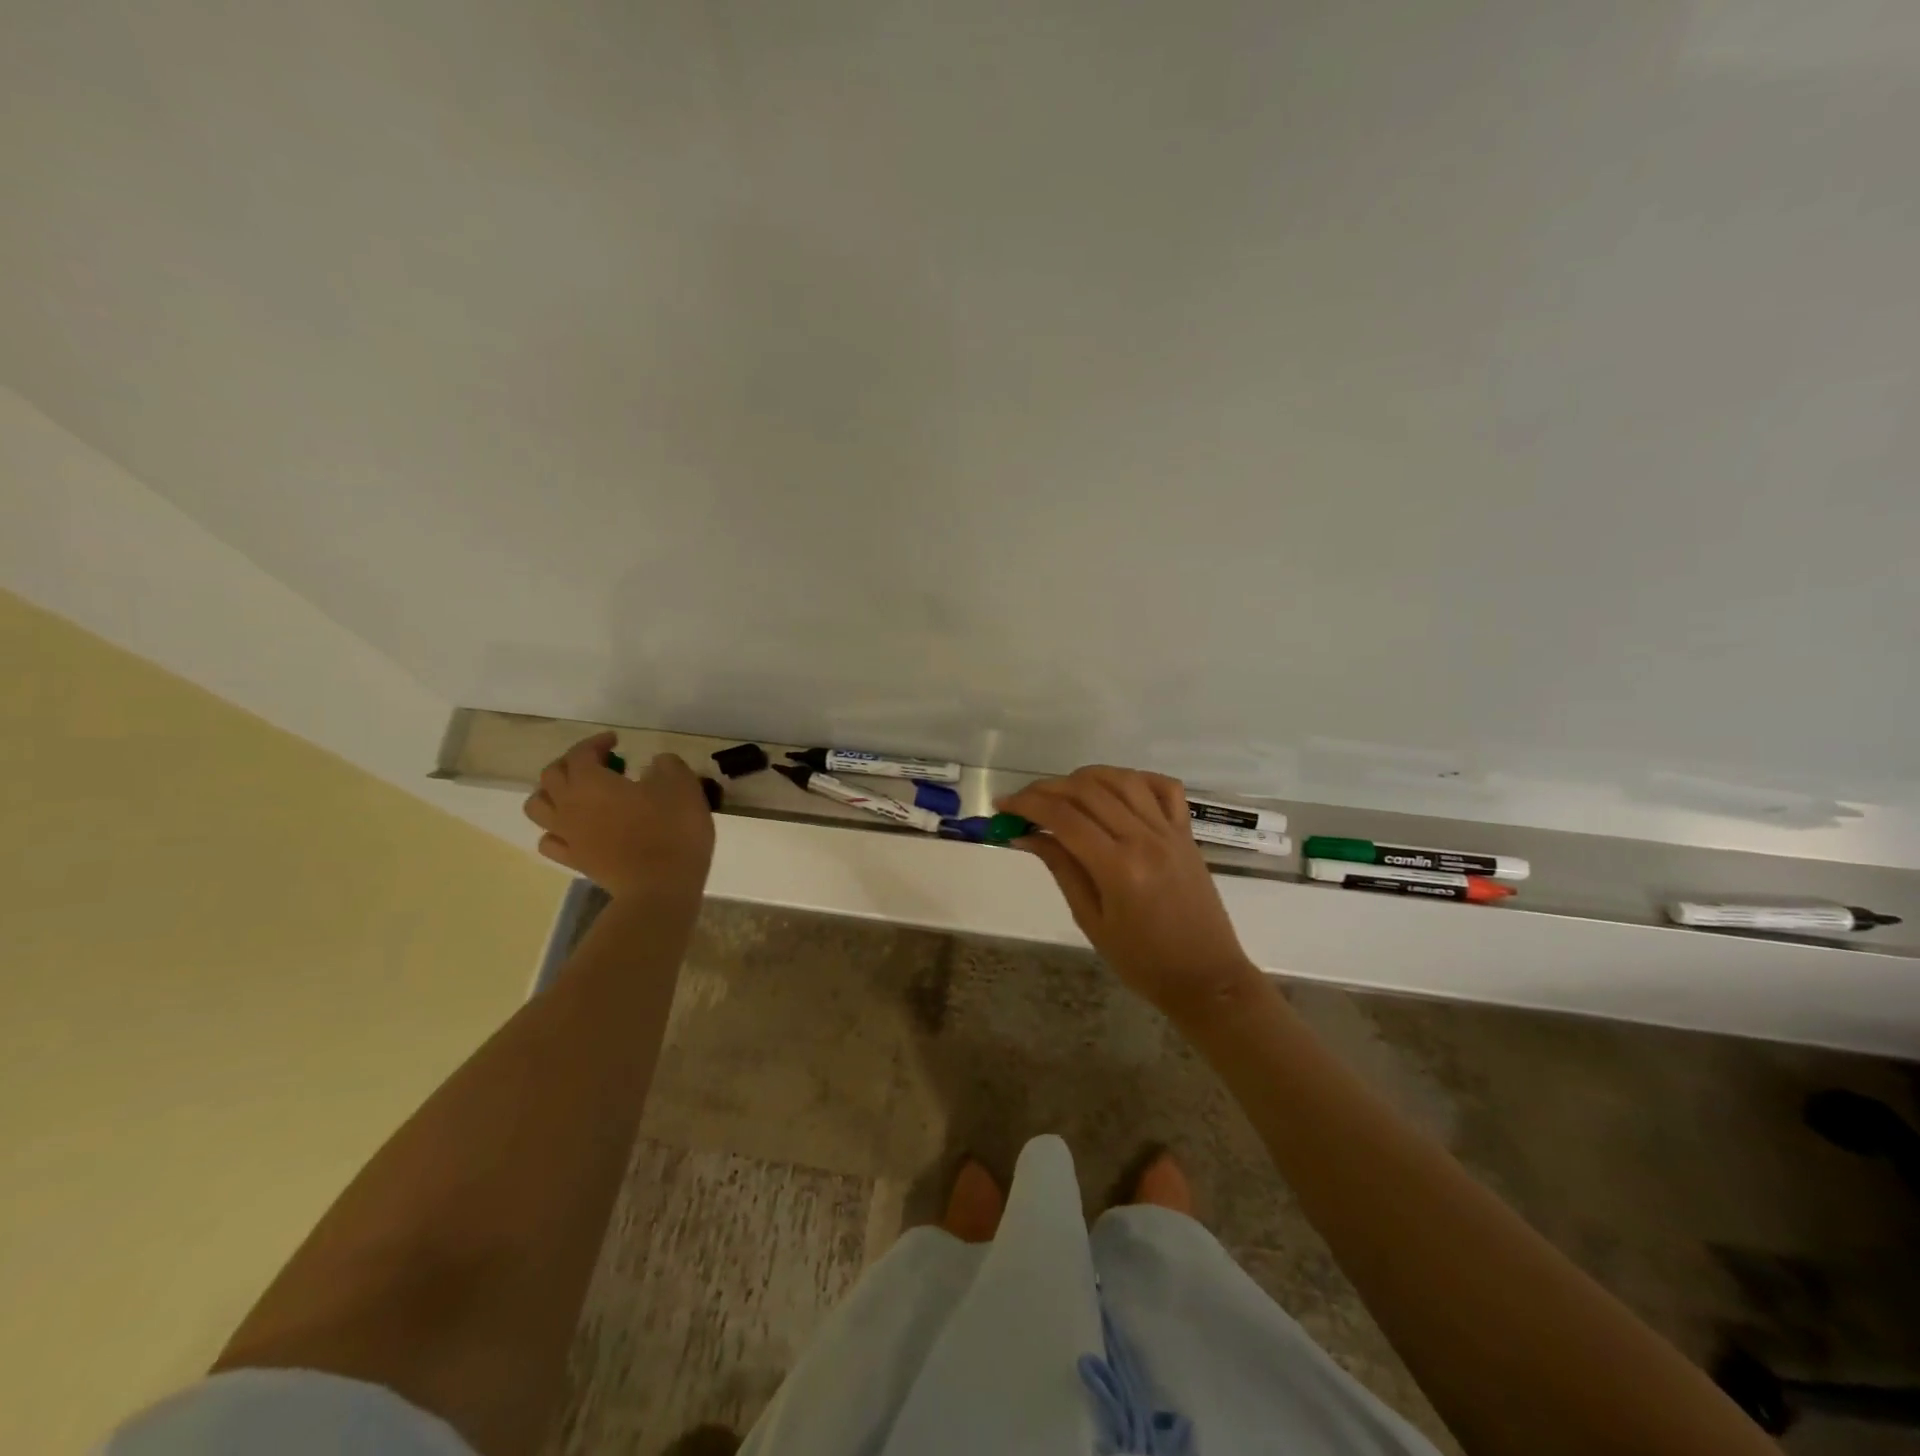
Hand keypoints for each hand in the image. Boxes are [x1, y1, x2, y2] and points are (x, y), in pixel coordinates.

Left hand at [522, 733, 714, 899]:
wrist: (660, 886)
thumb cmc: (671, 829)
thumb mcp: (681, 784)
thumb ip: (666, 764)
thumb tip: (655, 764)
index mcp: (590, 781)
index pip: (581, 752)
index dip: (597, 742)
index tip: (617, 740)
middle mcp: (569, 804)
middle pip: (551, 775)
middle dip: (572, 763)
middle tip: (600, 764)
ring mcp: (568, 835)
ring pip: (538, 806)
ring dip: (553, 793)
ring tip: (578, 794)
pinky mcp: (575, 860)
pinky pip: (551, 840)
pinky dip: (558, 829)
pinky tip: (578, 829)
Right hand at [998, 766, 1265, 1023]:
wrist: (1206, 977)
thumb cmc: (1142, 961)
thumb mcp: (1091, 921)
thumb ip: (1061, 869)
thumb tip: (1026, 835)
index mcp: (1118, 867)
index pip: (1064, 818)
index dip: (1027, 804)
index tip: (1002, 805)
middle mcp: (1145, 838)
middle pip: (1088, 791)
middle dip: (1048, 789)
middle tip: (1024, 802)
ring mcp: (1170, 831)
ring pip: (1123, 780)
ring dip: (1086, 777)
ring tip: (1062, 792)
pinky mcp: (1186, 833)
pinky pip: (1164, 788)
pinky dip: (1136, 779)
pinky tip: (1114, 789)